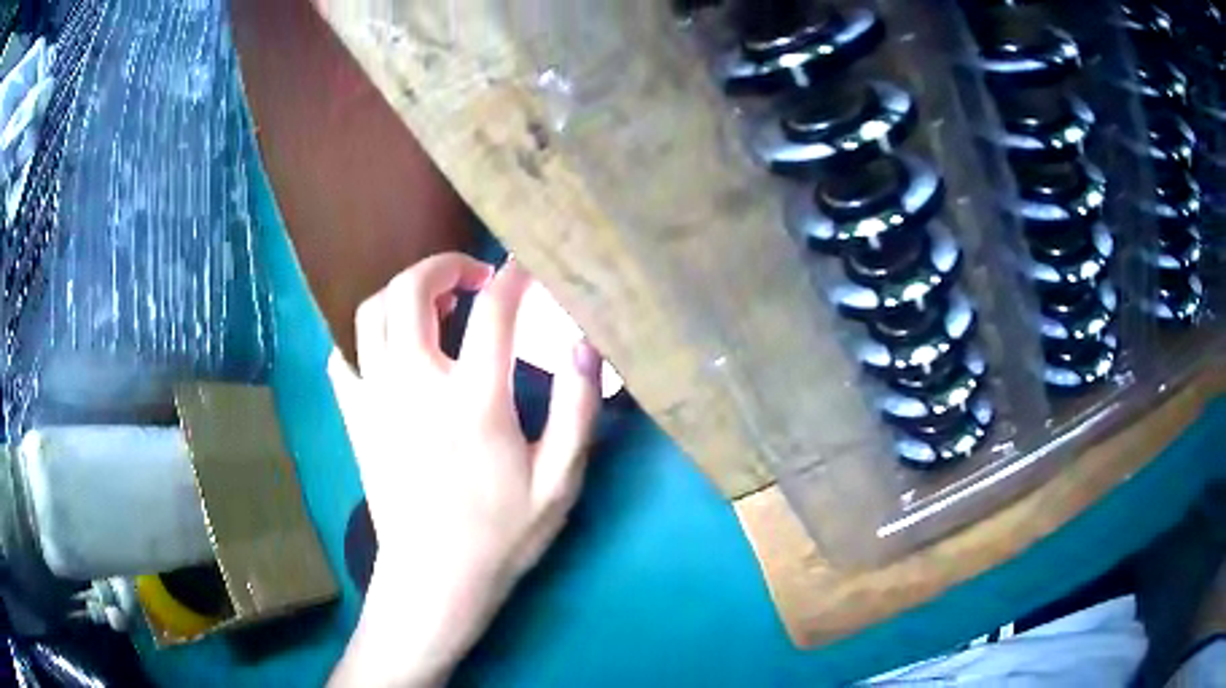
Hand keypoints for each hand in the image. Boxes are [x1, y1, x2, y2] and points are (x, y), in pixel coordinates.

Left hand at [327, 254, 603, 686]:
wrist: (434, 579)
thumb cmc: (501, 534)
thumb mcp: (559, 481)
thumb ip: (577, 409)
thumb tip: (584, 345)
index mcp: (474, 398)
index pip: (494, 310)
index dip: (513, 278)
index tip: (525, 269)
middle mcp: (416, 383)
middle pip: (412, 290)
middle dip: (443, 266)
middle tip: (472, 277)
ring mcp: (376, 398)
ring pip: (370, 313)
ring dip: (402, 292)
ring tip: (432, 305)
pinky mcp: (355, 417)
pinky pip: (343, 355)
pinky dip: (363, 336)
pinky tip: (388, 347)